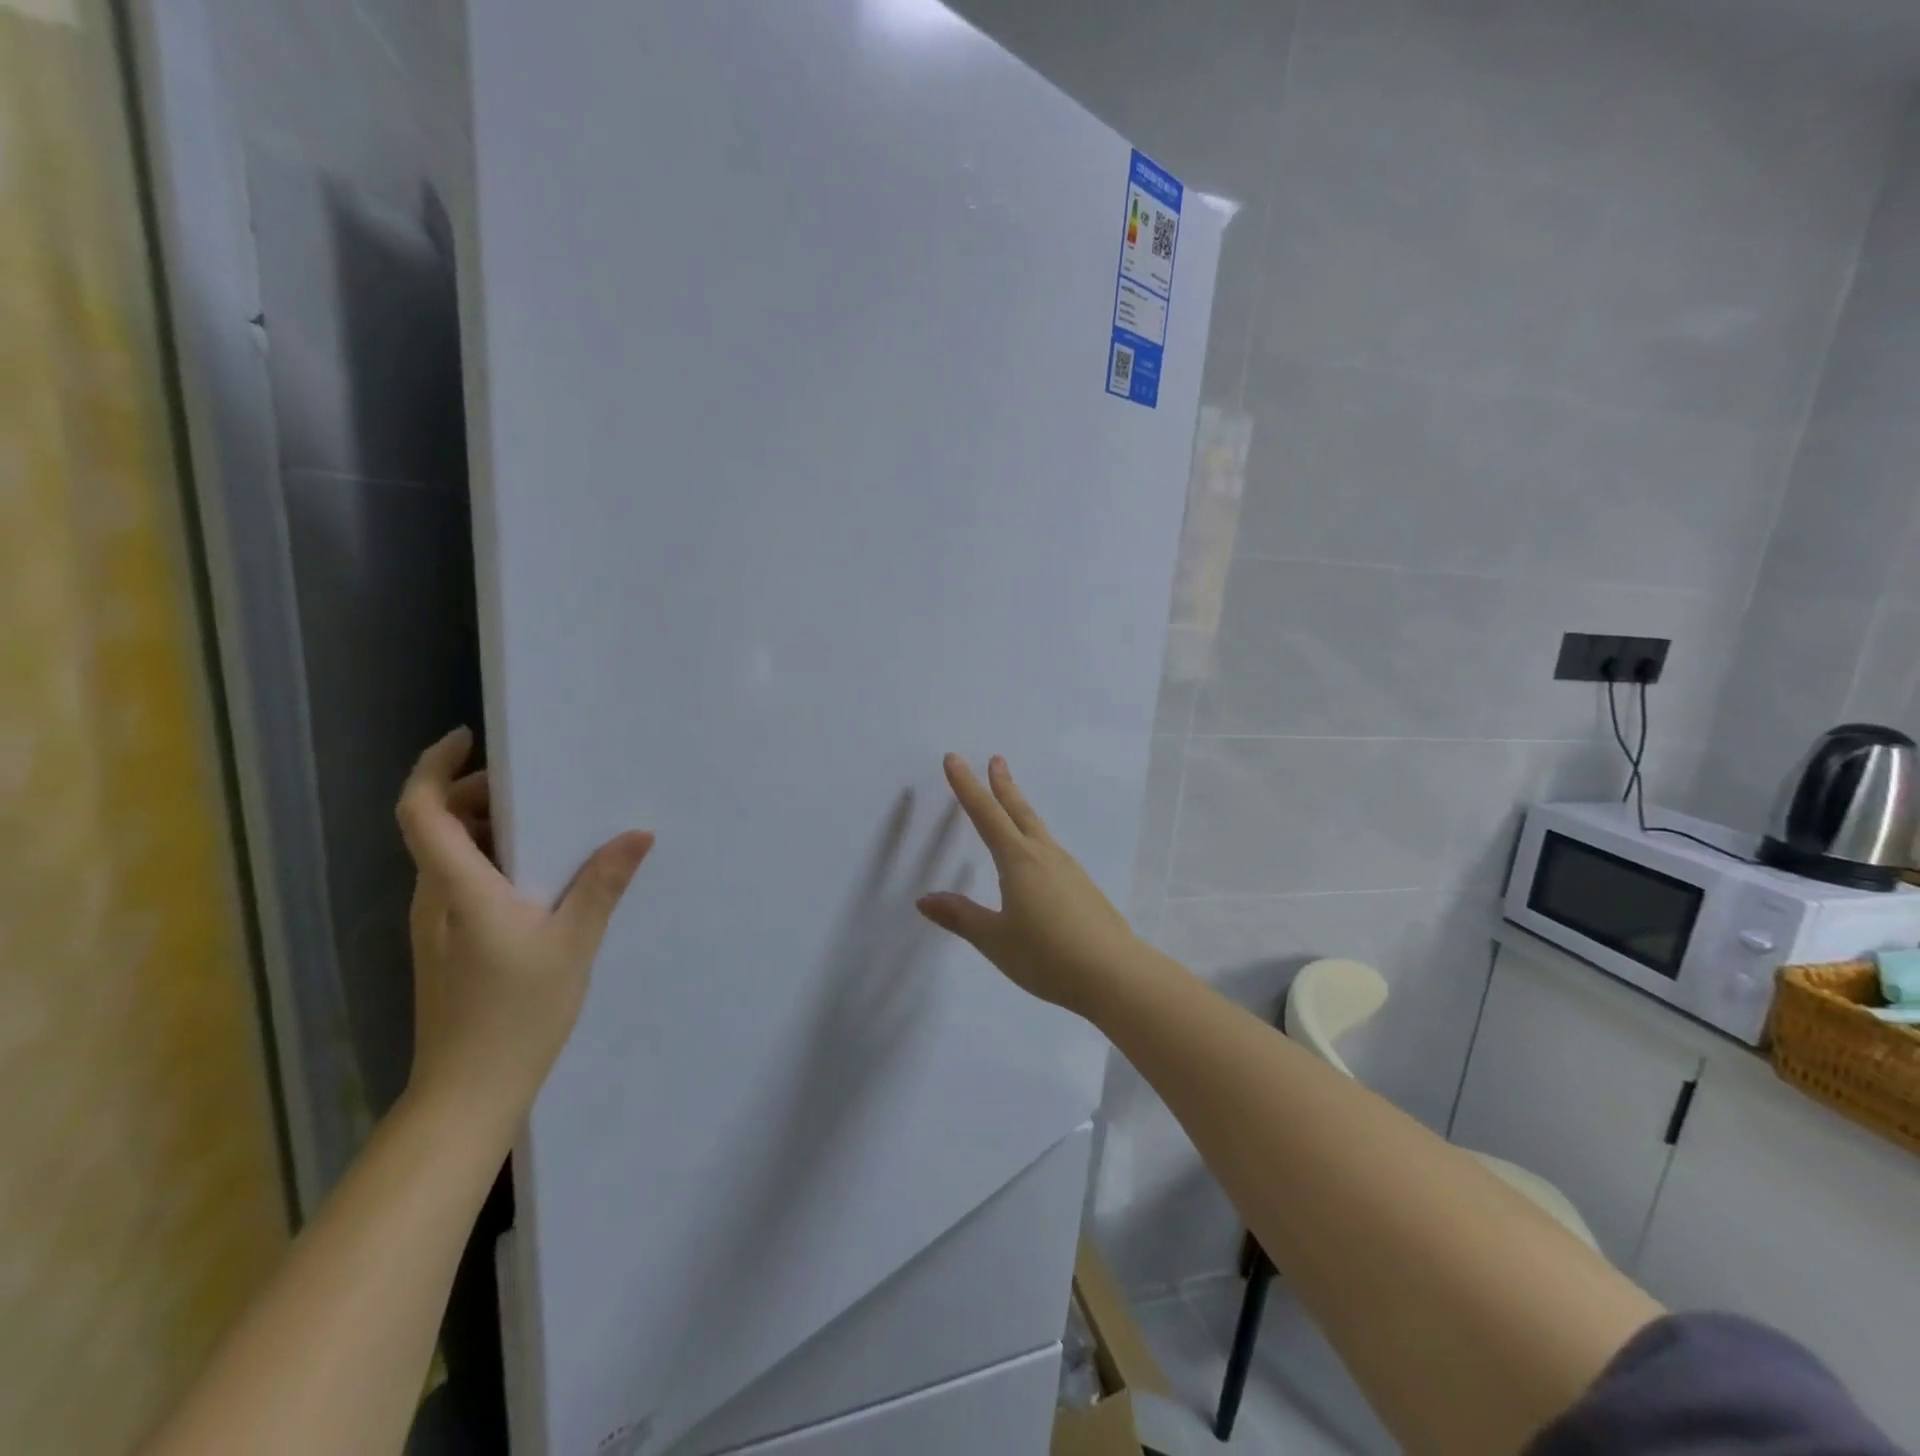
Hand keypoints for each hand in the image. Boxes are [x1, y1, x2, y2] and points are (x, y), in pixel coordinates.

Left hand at [397, 727, 652, 1126]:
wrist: (468, 1093)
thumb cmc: (517, 1015)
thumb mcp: (573, 943)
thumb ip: (603, 883)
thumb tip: (638, 832)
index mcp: (457, 890)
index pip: (422, 812)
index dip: (434, 767)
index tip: (468, 737)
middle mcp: (433, 899)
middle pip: (436, 825)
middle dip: (477, 793)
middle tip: (535, 783)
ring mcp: (435, 925)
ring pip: (449, 855)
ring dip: (488, 828)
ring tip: (550, 823)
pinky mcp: (445, 946)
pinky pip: (461, 882)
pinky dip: (492, 860)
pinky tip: (543, 877)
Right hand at [915, 754, 1146, 1017]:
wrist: (1115, 974)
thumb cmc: (1047, 956)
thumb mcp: (995, 939)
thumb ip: (961, 917)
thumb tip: (925, 899)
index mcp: (1018, 861)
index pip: (986, 814)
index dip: (967, 786)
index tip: (954, 759)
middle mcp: (1044, 856)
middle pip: (1019, 811)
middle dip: (1003, 785)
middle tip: (996, 759)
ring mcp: (1069, 870)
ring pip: (1038, 830)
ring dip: (1021, 809)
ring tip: (1012, 802)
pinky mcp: (1083, 887)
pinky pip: (1051, 851)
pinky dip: (1036, 838)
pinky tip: (1038, 857)